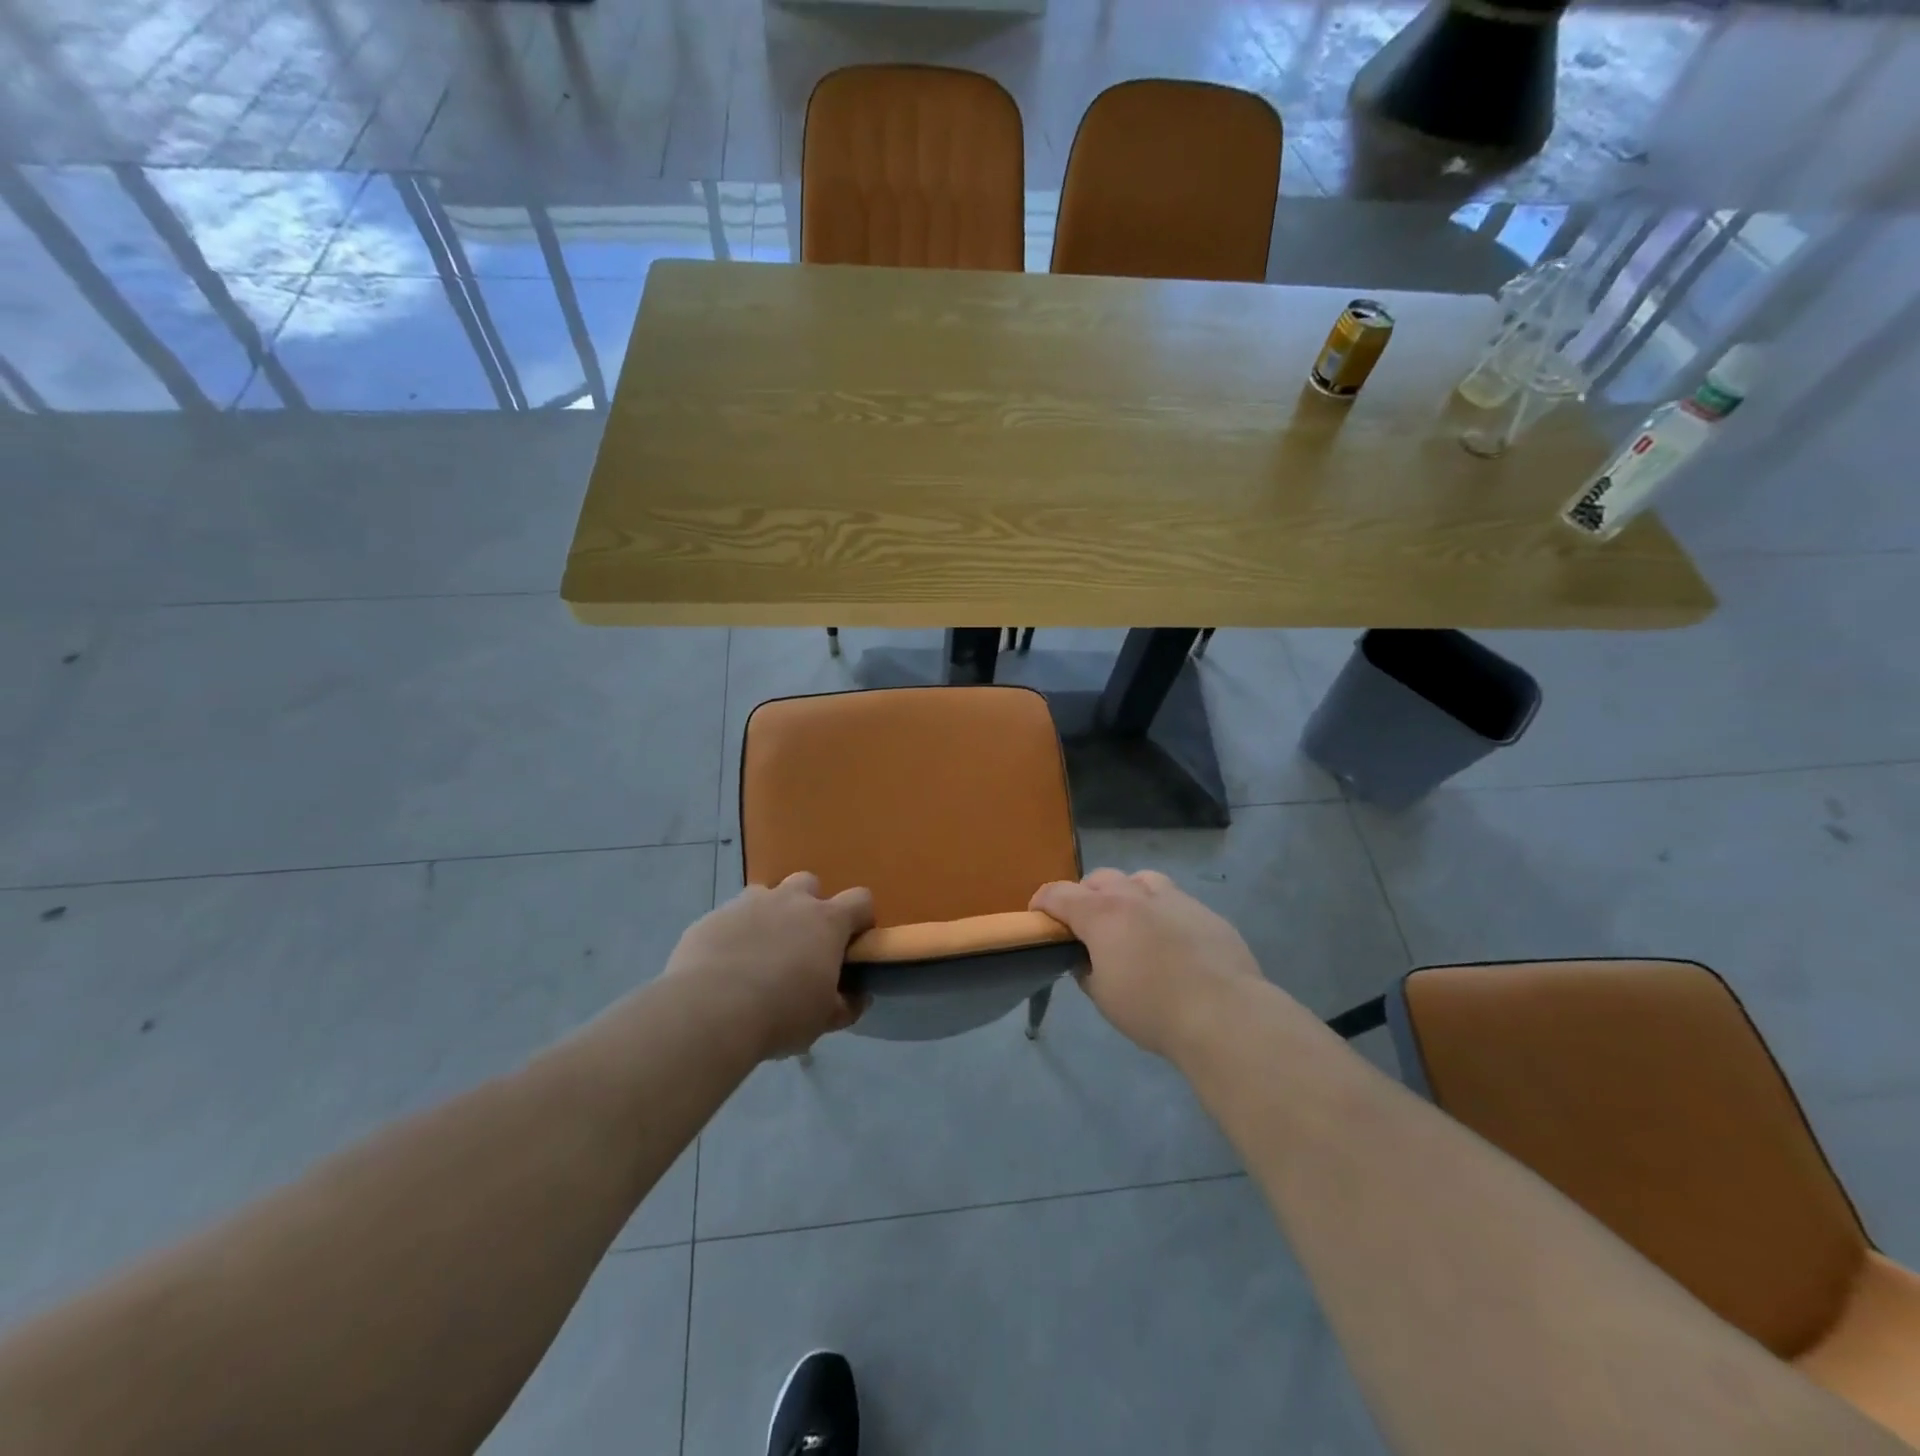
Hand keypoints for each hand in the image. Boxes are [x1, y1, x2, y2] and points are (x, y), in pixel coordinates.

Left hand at [665, 872, 873, 1060]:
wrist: (708, 1011)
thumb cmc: (781, 1013)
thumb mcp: (824, 1019)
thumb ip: (845, 1004)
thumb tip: (857, 997)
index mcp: (826, 921)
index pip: (860, 900)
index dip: (860, 919)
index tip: (851, 945)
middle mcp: (790, 901)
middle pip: (809, 883)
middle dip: (809, 906)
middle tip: (801, 945)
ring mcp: (748, 904)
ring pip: (766, 896)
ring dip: (769, 916)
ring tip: (759, 954)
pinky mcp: (712, 917)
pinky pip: (730, 918)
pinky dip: (734, 934)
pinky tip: (724, 967)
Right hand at [1031, 869, 1269, 1060]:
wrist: (1224, 1014)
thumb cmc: (1152, 1009)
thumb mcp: (1103, 996)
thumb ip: (1086, 969)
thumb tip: (1085, 958)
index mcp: (1102, 914)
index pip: (1059, 893)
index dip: (1042, 902)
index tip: (1038, 915)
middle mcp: (1135, 895)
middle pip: (1100, 879)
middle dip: (1086, 896)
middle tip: (1087, 925)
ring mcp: (1174, 899)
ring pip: (1140, 880)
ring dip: (1127, 894)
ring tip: (1131, 924)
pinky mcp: (1205, 912)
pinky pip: (1174, 900)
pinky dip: (1161, 912)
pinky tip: (1171, 942)